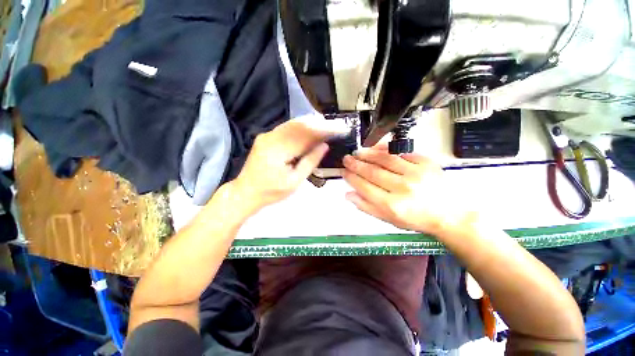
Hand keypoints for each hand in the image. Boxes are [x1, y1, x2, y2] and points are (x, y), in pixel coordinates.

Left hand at [233, 115, 348, 210]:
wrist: (246, 192)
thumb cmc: (271, 191)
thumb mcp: (294, 181)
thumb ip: (309, 162)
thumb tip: (324, 146)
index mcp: (278, 149)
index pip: (305, 134)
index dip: (324, 130)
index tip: (339, 129)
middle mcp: (271, 137)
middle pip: (299, 124)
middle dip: (319, 124)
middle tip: (335, 126)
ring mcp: (267, 135)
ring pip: (293, 124)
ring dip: (311, 125)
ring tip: (327, 127)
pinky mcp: (267, 138)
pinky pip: (287, 129)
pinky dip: (302, 129)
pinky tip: (311, 131)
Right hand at [342, 145, 472, 234]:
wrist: (449, 214)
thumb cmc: (416, 219)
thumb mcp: (389, 220)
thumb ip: (367, 207)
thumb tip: (348, 194)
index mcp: (392, 205)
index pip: (364, 187)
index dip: (351, 178)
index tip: (343, 171)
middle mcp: (402, 188)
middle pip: (372, 172)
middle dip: (356, 164)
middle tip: (346, 159)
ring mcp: (415, 173)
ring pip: (385, 159)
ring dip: (368, 154)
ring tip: (358, 152)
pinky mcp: (426, 163)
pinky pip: (401, 152)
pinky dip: (387, 149)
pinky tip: (377, 148)